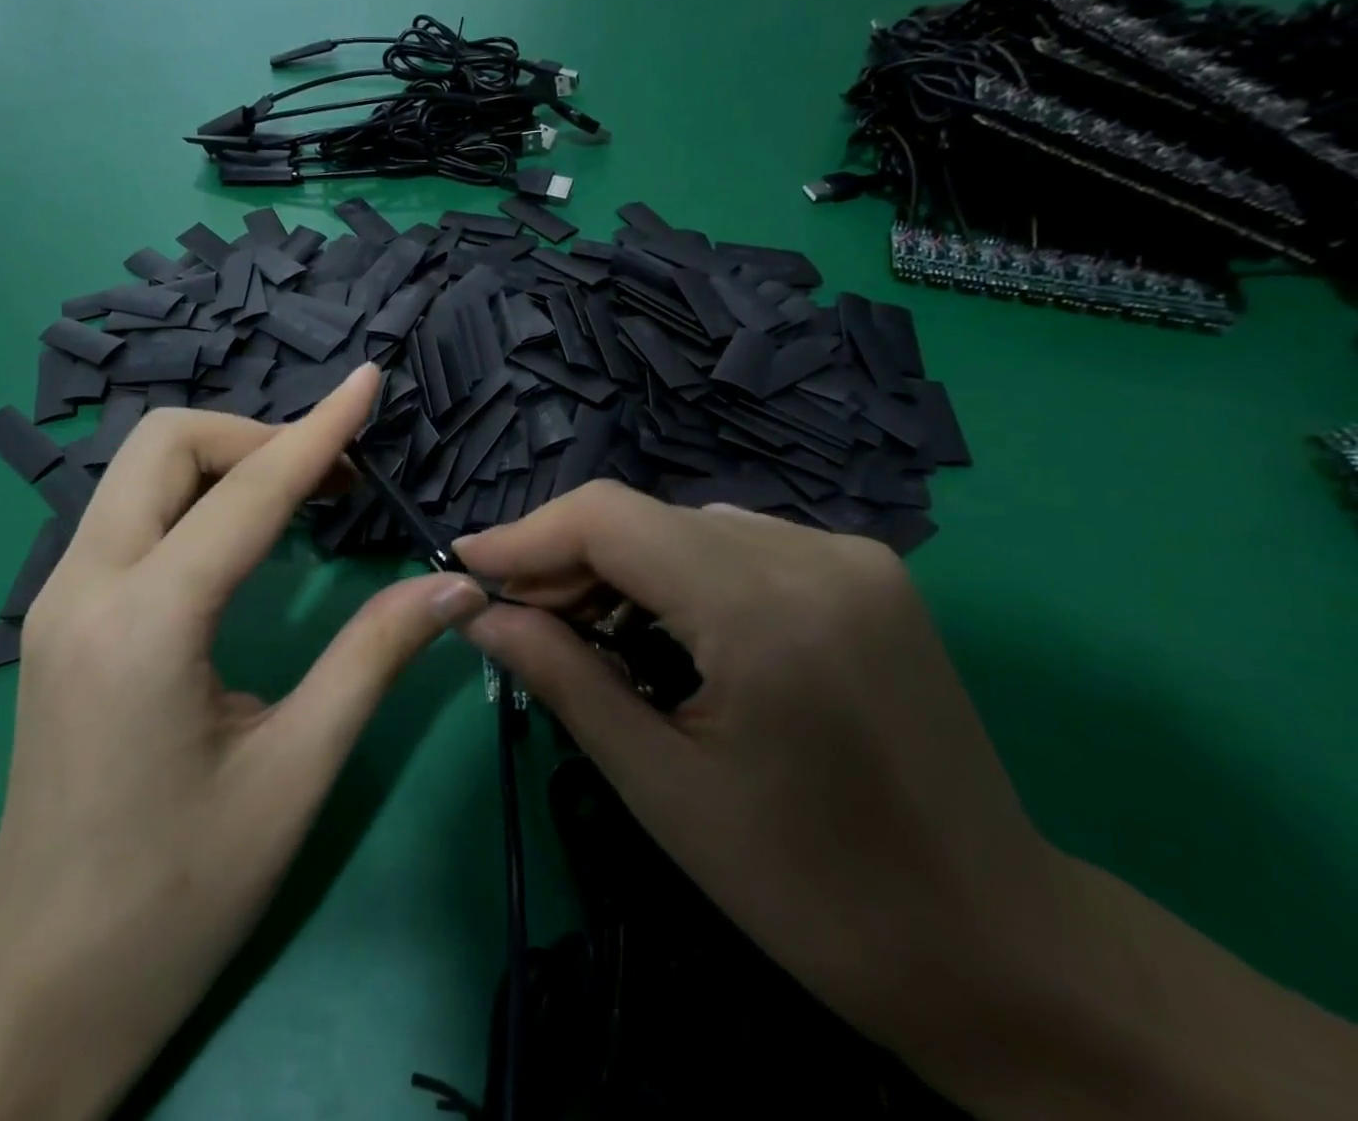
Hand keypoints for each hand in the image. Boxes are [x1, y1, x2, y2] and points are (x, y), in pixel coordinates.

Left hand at [0, 366, 486, 1114]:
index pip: (248, 492)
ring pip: (139, 470)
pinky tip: (243, 537)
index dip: (319, 430)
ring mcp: (60, 598)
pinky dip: (195, 495)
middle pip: (166, 444)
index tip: (369, 383)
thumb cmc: (180, 893)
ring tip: (301, 499)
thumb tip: (452, 586)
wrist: (46, 982)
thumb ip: (373, 657)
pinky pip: (129, 512)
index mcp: (146, 624)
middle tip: (332, 481)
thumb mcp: (296, 772)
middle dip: (257, 436)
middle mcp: (85, 587)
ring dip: (225, 461)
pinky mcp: (60, 618)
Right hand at [453, 486, 1073, 1100]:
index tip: (467, 566)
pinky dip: (673, 573)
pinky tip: (656, 627)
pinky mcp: (863, 571)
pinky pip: (732, 544)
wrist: (998, 949)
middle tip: (514, 615)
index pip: (610, 518)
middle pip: (644, 516)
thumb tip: (479, 613)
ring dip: (617, 566)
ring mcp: (848, 555)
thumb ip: (561, 677)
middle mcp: (813, 553)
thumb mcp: (660, 786)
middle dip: (564, 558)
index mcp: (766, 608)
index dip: (526, 534)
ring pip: (684, 525)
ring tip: (577, 627)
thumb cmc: (810, 889)